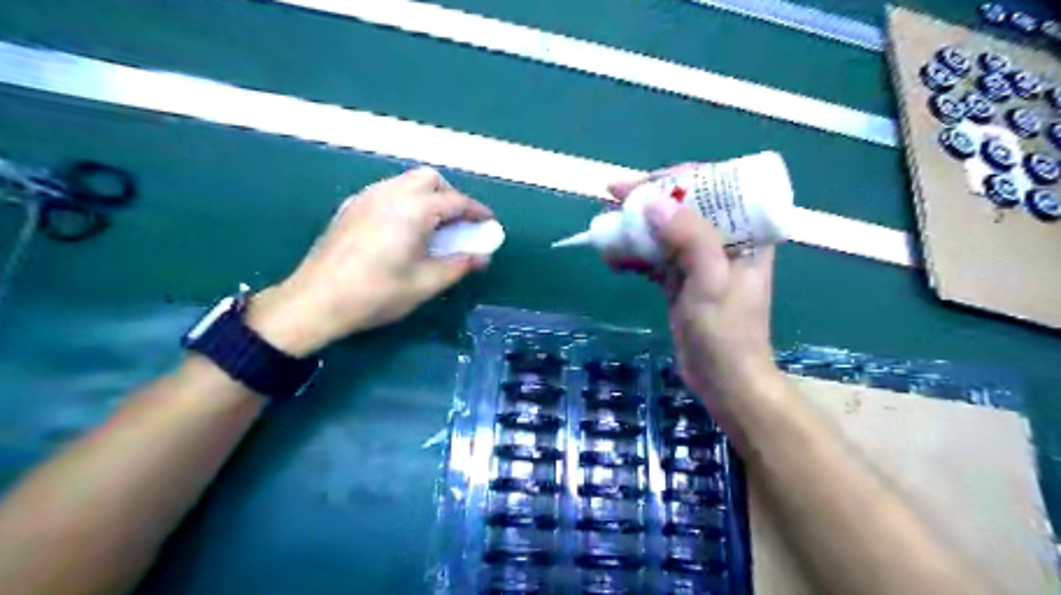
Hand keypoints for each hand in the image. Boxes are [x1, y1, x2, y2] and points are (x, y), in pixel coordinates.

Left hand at [249, 165, 496, 355]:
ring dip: (428, 197)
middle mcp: (390, 193)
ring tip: (433, 228)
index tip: (488, 224)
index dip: (477, 212)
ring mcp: (366, 197)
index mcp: (413, 209)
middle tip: (459, 224)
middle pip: (430, 179)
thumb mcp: (425, 283)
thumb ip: (458, 265)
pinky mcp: (350, 207)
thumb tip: (482, 257)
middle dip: (451, 196)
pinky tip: (403, 230)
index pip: (456, 202)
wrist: (316, 301)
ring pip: (406, 182)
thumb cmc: (377, 294)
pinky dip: (405, 201)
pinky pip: (387, 192)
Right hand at [604, 165, 775, 409]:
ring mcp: (700, 261)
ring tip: (605, 226)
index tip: (642, 183)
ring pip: (664, 231)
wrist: (724, 381)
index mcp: (745, 233)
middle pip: (683, 206)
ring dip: (635, 228)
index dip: (676, 179)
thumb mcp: (711, 282)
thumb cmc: (726, 332)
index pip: (714, 187)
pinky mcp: (681, 280)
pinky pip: (655, 258)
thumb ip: (689, 238)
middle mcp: (723, 240)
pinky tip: (612, 259)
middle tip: (611, 195)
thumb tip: (653, 201)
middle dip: (647, 200)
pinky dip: (633, 255)